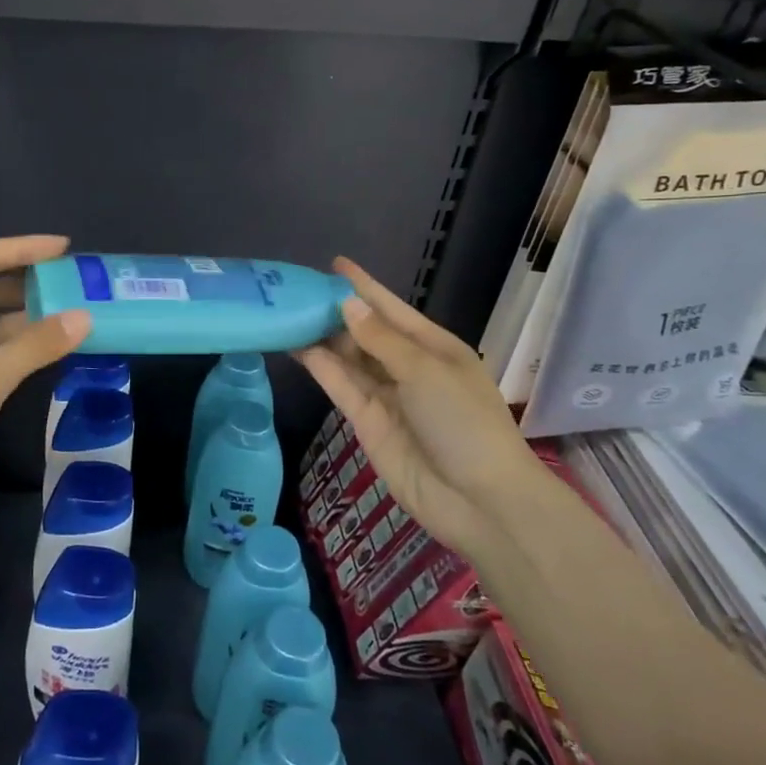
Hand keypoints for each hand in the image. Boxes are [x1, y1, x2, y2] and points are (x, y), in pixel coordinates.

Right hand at [296, 258, 540, 558]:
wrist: (479, 500)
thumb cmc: (464, 422)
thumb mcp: (426, 370)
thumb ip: (380, 339)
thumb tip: (346, 305)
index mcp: (434, 346)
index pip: (391, 308)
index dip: (363, 286)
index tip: (334, 263)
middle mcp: (407, 366)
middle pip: (365, 331)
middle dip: (335, 310)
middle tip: (295, 289)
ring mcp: (386, 395)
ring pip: (347, 357)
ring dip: (321, 337)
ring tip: (285, 312)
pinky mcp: (366, 421)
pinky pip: (340, 384)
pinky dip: (319, 366)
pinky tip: (294, 346)